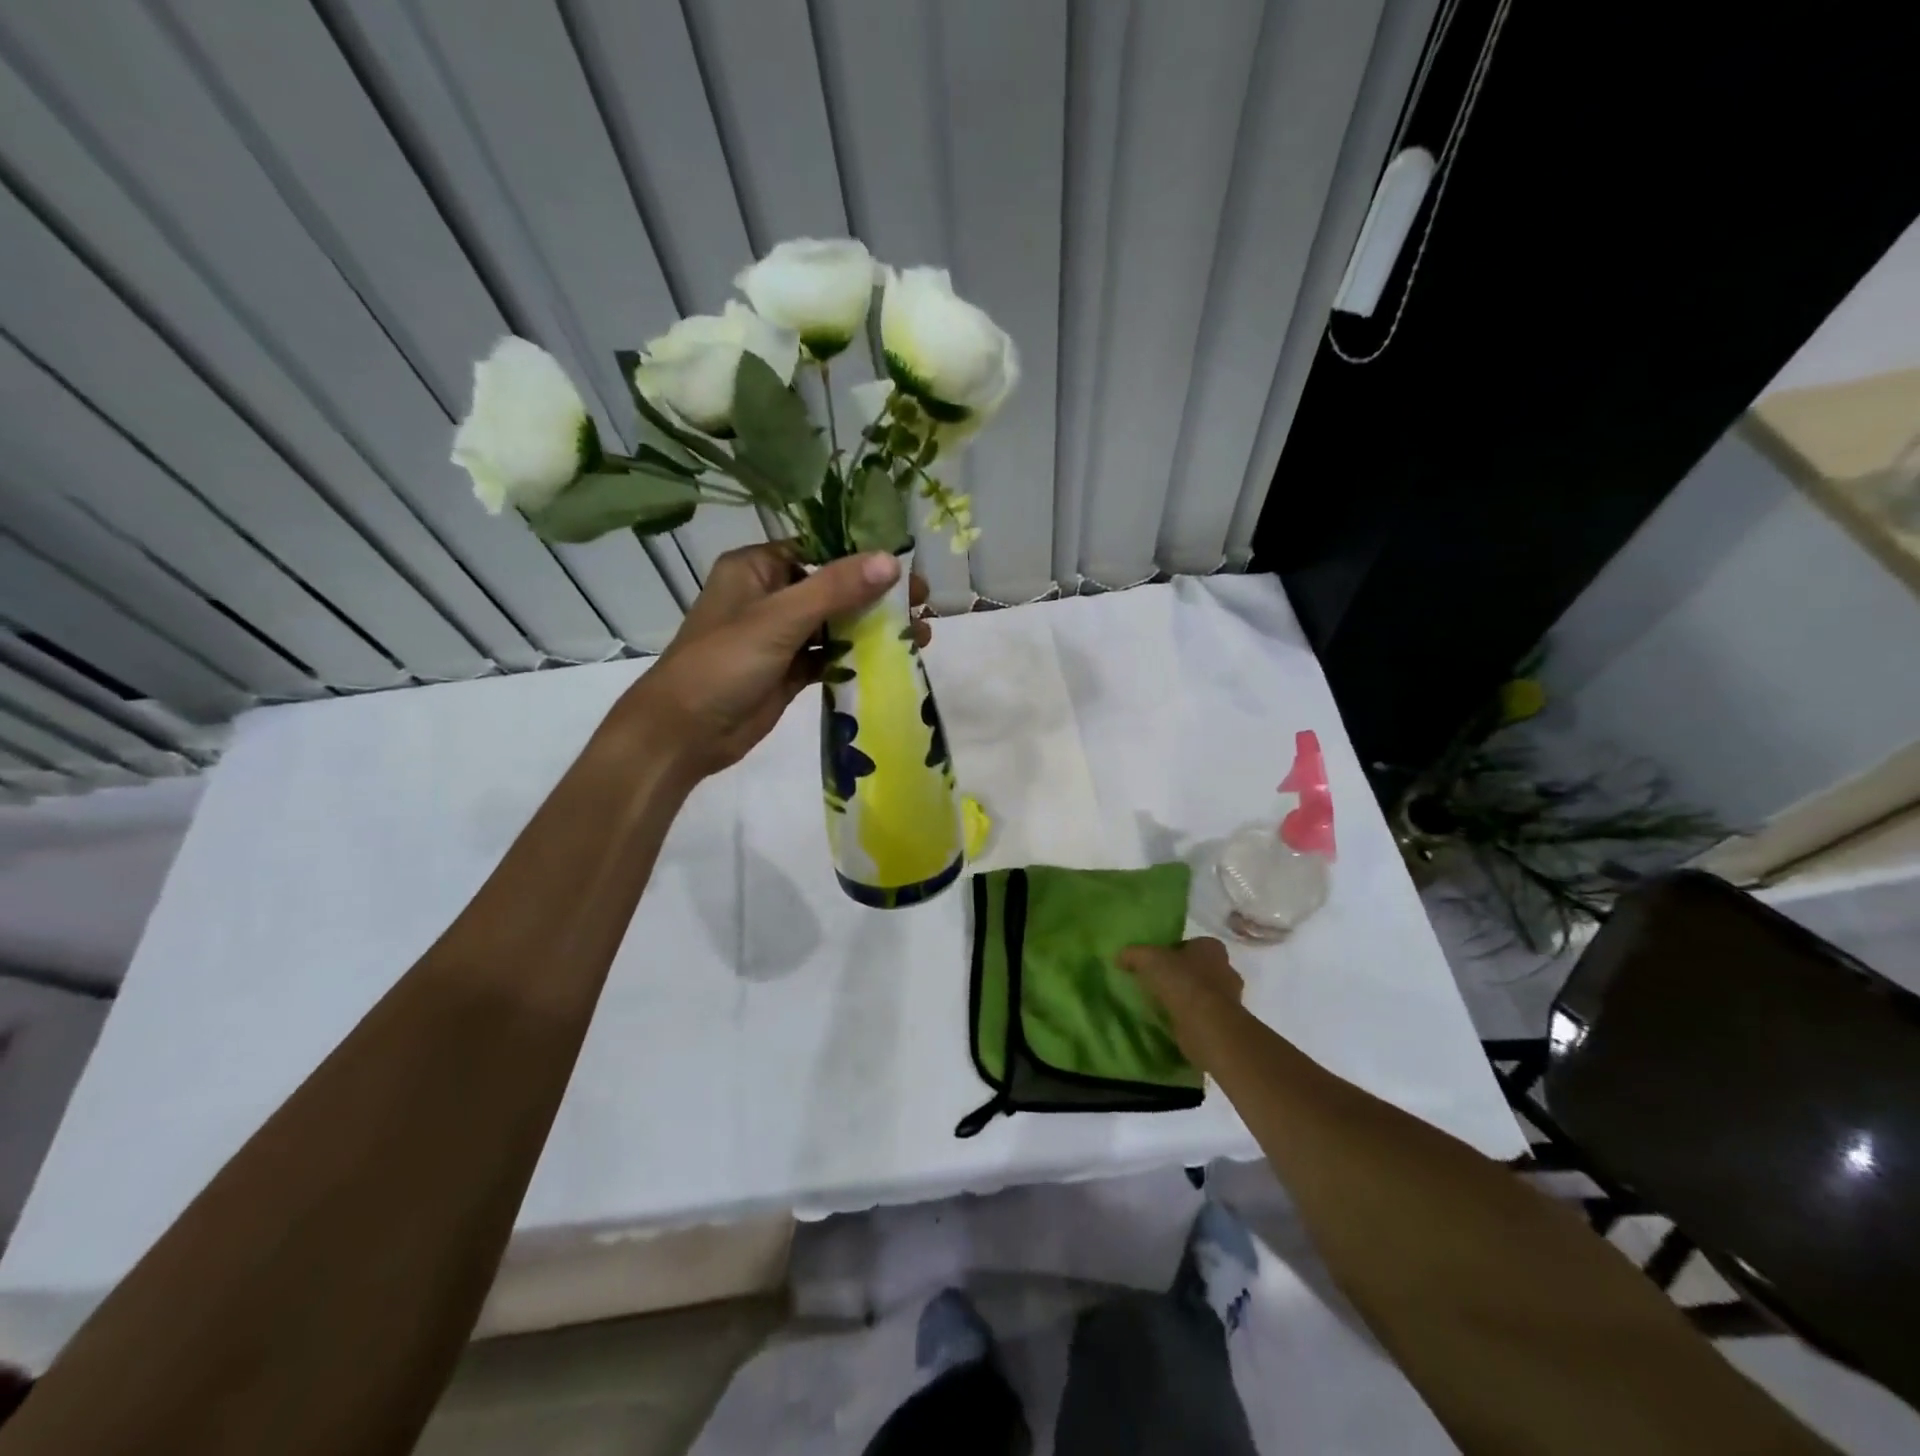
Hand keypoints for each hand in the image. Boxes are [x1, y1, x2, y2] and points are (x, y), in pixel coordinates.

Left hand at [621, 544, 930, 778]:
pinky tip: (893, 660)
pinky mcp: (789, 671)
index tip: (907, 570)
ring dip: (873, 629)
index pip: (819, 551)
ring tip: (920, 635)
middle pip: (833, 589)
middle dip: (876, 597)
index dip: (864, 558)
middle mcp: (769, 596)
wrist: (684, 734)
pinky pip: (830, 657)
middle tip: (923, 604)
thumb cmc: (722, 664)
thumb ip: (835, 589)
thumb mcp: (778, 619)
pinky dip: (857, 658)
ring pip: (835, 625)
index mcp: (757, 568)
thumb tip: (890, 561)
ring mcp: (780, 637)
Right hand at [1118, 938, 1243, 1057]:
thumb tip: (1119, 957)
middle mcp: (1226, 969)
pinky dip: (1191, 1019)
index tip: (1156, 964)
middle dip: (1182, 976)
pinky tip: (1173, 1023)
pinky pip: (1204, 1016)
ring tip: (1163, 1006)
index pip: (1191, 944)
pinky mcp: (1227, 1024)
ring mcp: (1231, 999)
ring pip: (1203, 994)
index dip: (1173, 952)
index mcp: (1211, 947)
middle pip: (1199, 969)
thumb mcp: (1148, 959)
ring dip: (1187, 999)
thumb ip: (1133, 954)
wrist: (1206, 1025)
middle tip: (1158, 984)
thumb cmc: (1182, 981)